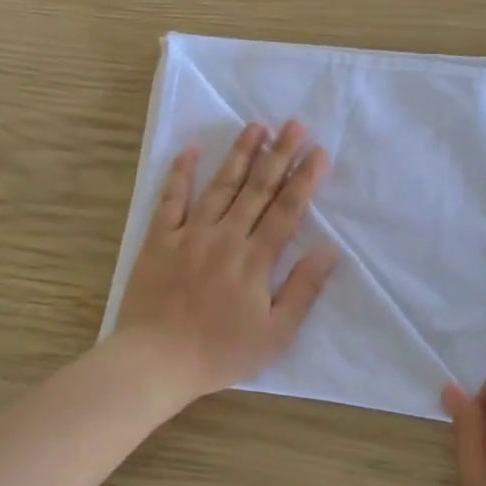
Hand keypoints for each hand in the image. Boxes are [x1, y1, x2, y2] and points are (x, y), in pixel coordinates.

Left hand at [116, 121, 338, 403]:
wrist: (156, 360)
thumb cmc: (220, 352)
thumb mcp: (275, 334)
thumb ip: (303, 290)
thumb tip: (329, 250)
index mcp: (255, 260)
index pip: (287, 211)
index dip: (305, 179)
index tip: (318, 152)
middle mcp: (225, 237)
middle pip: (257, 190)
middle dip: (278, 155)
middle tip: (294, 125)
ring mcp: (189, 234)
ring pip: (220, 187)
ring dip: (239, 155)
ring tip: (256, 126)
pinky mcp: (159, 240)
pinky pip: (170, 200)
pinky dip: (180, 173)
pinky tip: (190, 150)